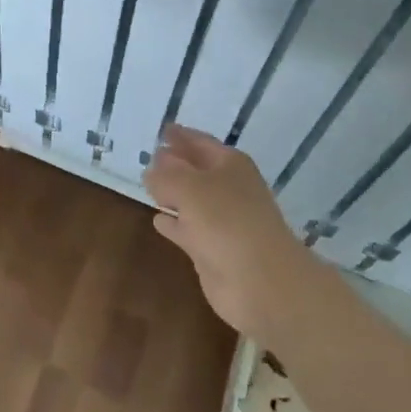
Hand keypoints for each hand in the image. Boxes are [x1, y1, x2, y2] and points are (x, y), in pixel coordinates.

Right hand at [146, 125, 325, 339]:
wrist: (262, 282)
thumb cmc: (226, 221)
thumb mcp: (188, 187)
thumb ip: (165, 175)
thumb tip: (151, 169)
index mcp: (230, 164)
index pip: (200, 142)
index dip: (181, 135)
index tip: (161, 129)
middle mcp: (228, 188)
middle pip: (196, 169)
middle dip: (174, 163)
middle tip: (149, 157)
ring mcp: (223, 221)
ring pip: (191, 199)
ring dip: (172, 193)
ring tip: (148, 184)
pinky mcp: (214, 250)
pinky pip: (188, 229)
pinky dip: (174, 223)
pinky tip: (157, 220)